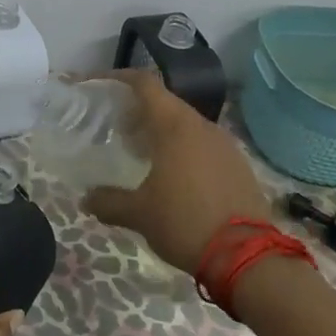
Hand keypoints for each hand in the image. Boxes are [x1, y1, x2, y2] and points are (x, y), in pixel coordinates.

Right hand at [84, 71, 275, 273]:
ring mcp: (224, 144)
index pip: (145, 83)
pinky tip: (174, 176)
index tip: (98, 86)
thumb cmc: (185, 222)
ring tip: (142, 154)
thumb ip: (108, 201)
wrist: (248, 257)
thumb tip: (86, 198)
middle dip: (138, 110)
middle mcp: (201, 125)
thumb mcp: (139, 214)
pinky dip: (184, 149)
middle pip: (165, 102)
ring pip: (186, 124)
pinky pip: (204, 144)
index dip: (118, 78)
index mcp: (174, 126)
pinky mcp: (238, 165)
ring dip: (162, 131)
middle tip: (116, 129)